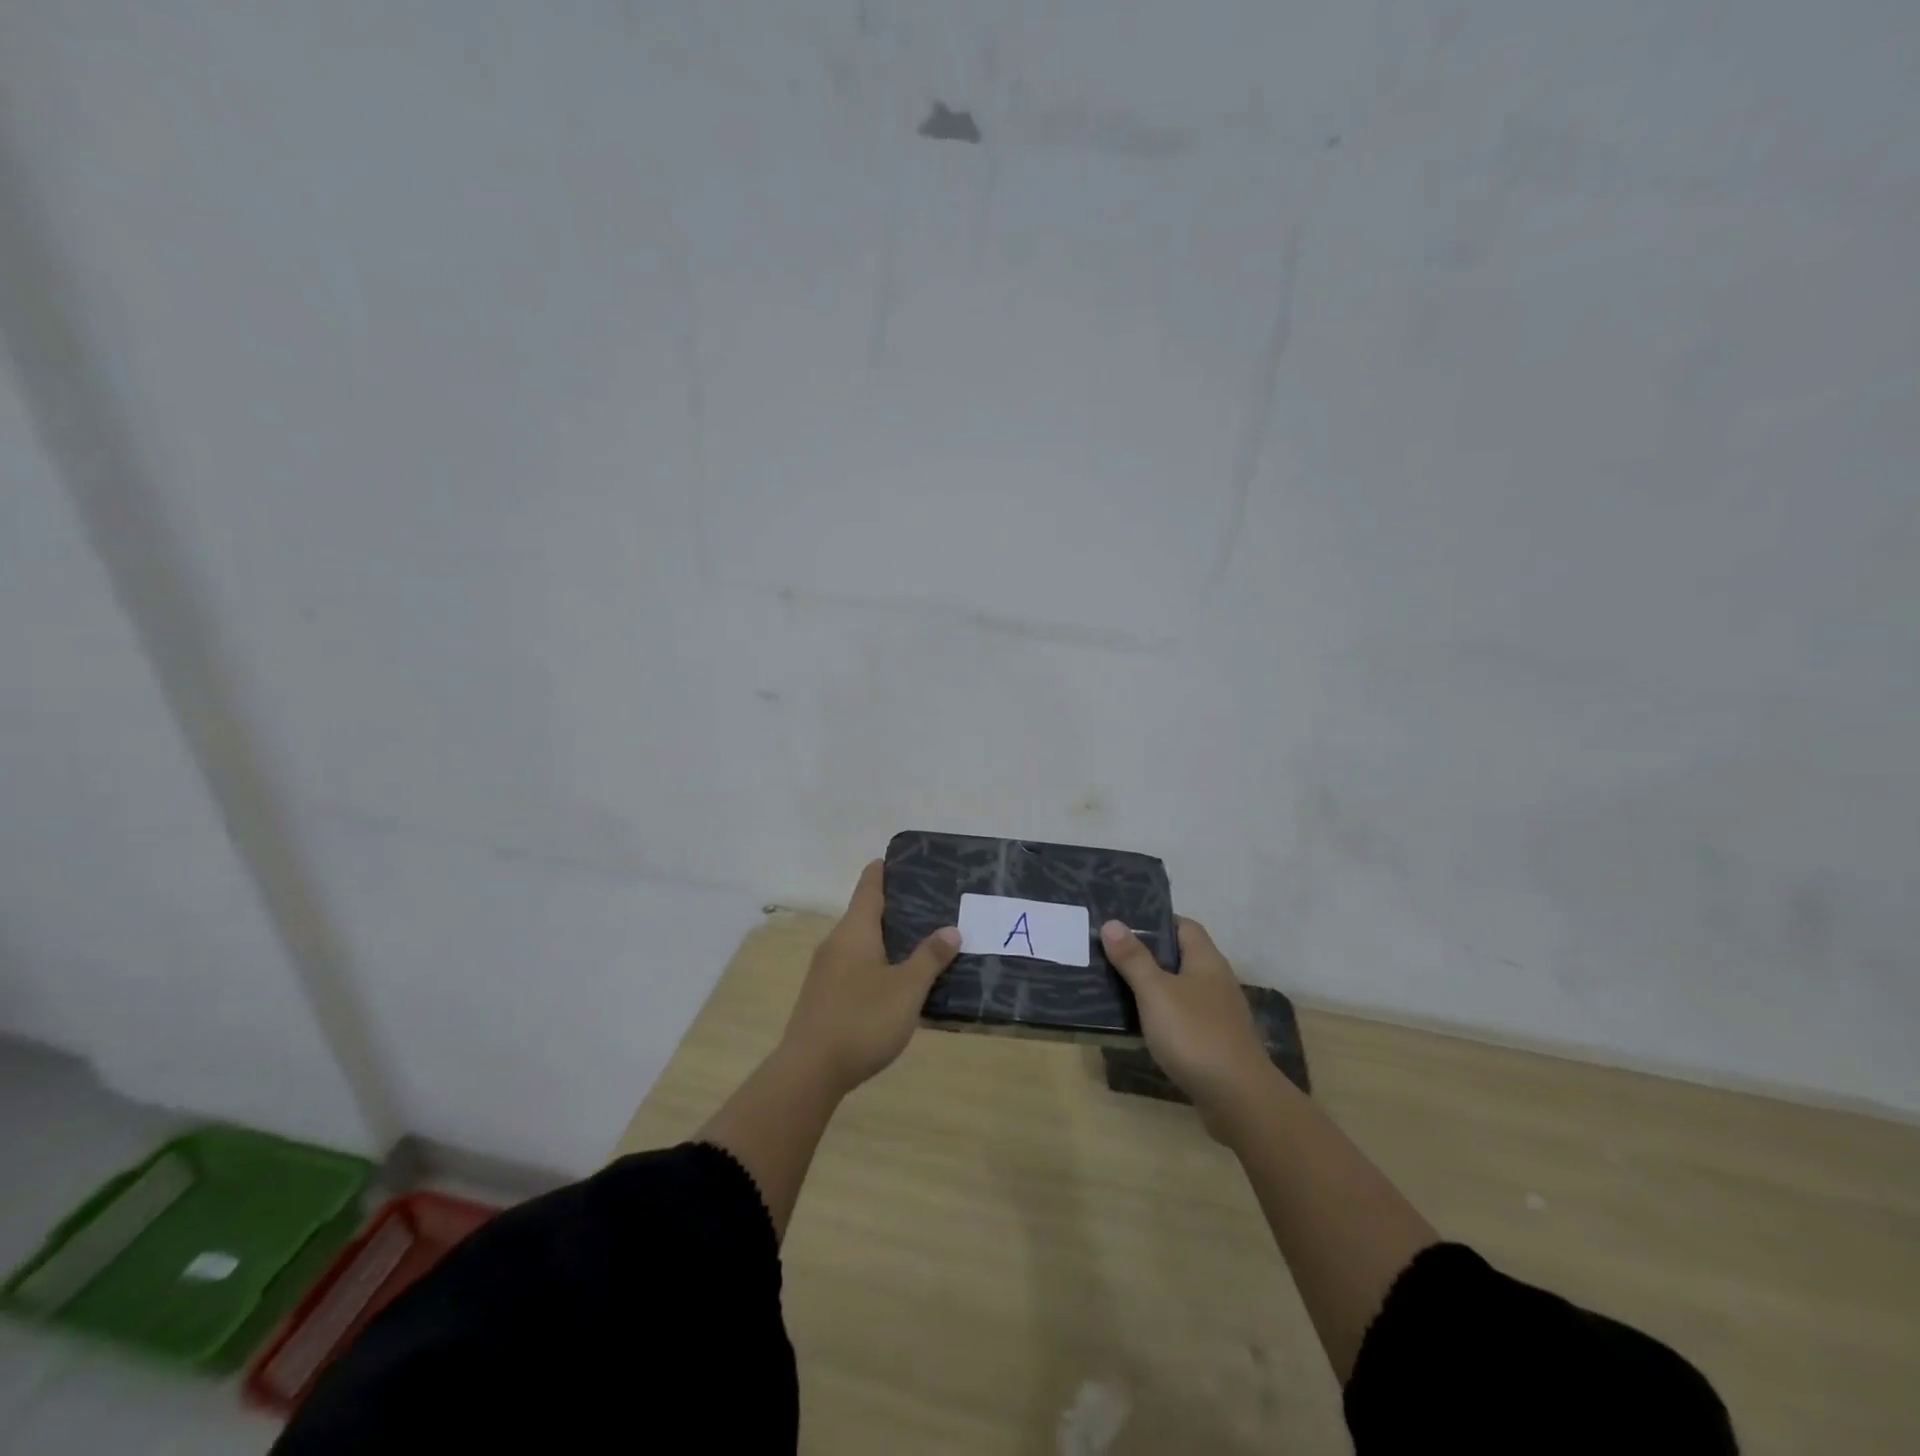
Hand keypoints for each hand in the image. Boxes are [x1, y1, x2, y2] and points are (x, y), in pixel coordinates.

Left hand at [781, 860, 959, 1097]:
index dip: (882, 871)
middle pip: (864, 914)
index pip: (868, 887)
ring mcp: (825, 971)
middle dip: (893, 909)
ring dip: (886, 940)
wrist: (809, 1071)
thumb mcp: (907, 988)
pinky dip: (875, 964)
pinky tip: (895, 982)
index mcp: (855, 930)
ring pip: (859, 943)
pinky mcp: (823, 996)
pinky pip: (854, 967)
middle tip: (928, 906)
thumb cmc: (863, 1018)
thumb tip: (950, 929)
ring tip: (918, 943)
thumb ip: (930, 957)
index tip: (899, 860)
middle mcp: (836, 943)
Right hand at [1101, 917, 1275, 1132]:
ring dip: (1153, 987)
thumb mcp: (1155, 992)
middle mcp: (1216, 981)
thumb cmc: (1195, 1034)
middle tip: (1109, 953)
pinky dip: (1162, 1016)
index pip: (1183, 926)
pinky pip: (1183, 1018)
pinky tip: (1139, 1025)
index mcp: (1206, 960)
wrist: (1238, 1098)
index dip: (1155, 921)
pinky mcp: (1215, 1042)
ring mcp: (1218, 1014)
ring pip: (1180, 989)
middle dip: (1147, 954)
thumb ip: (1133, 958)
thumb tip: (1112, 923)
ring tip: (1115, 986)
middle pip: (1180, 957)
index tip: (1123, 923)